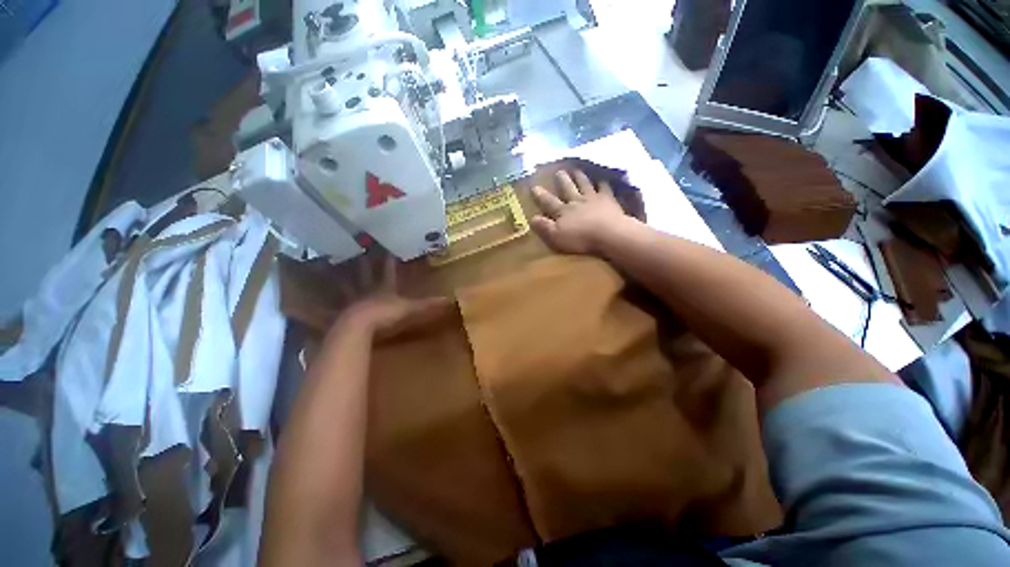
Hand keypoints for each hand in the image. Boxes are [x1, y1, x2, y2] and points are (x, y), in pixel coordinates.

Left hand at [331, 251, 449, 338]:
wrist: (360, 327)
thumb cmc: (386, 315)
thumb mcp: (410, 309)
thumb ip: (427, 305)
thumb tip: (448, 299)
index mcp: (384, 288)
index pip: (388, 270)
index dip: (389, 260)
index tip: (387, 246)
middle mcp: (367, 290)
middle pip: (364, 272)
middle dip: (362, 259)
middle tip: (356, 245)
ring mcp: (352, 300)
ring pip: (345, 283)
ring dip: (339, 274)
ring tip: (328, 262)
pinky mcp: (342, 312)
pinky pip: (330, 304)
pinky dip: (320, 300)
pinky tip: (309, 298)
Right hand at [531, 169, 627, 254]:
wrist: (608, 234)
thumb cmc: (580, 238)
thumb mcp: (556, 236)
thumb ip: (544, 226)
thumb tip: (532, 218)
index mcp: (563, 211)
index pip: (549, 202)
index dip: (540, 195)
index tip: (534, 187)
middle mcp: (576, 201)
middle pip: (567, 188)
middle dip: (562, 180)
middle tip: (558, 171)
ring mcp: (593, 199)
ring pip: (584, 184)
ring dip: (580, 177)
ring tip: (576, 170)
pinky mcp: (608, 200)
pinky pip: (605, 188)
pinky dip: (603, 183)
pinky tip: (603, 179)